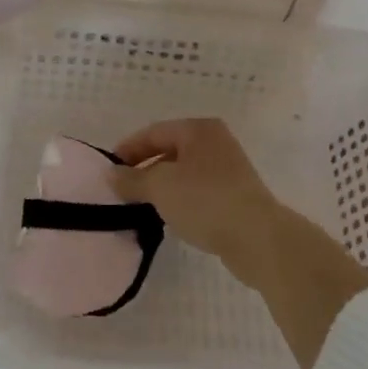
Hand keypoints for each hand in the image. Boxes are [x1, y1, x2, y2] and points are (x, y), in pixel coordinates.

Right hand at [111, 118, 288, 279]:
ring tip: (142, 206)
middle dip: (144, 170)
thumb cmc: (205, 200)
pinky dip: (180, 200)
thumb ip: (132, 179)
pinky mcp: (235, 196)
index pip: (154, 132)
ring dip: (162, 187)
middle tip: (122, 190)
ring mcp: (229, 169)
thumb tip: (111, 175)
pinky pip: (198, 191)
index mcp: (198, 129)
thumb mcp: (160, 187)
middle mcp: (215, 142)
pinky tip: (170, 217)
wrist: (258, 238)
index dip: (128, 149)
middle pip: (169, 151)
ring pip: (183, 173)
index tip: (109, 171)